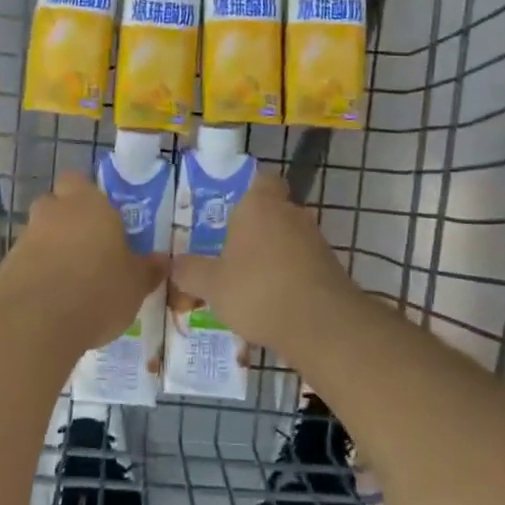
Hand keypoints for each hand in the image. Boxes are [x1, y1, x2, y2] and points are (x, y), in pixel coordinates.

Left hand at [0, 173, 165, 348]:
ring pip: (41, 235)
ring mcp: (25, 239)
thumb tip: (162, 260)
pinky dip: (38, 276)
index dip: (88, 196)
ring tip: (74, 283)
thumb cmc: (97, 290)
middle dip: (69, 222)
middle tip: (90, 249)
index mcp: (87, 203)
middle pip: (56, 205)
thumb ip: (148, 269)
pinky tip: (53, 302)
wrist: (34, 324)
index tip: (103, 219)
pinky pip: (27, 263)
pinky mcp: (5, 268)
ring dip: (53, 251)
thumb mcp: (136, 284)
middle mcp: (52, 212)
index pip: (79, 181)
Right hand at [166, 172, 355, 351]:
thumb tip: (174, 263)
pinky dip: (289, 274)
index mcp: (260, 204)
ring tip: (249, 280)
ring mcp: (315, 239)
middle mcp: (290, 212)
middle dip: (255, 227)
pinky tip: (273, 300)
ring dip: (273, 253)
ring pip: (288, 237)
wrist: (321, 326)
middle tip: (230, 248)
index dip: (249, 189)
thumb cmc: (258, 291)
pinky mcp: (330, 266)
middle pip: (273, 209)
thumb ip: (190, 272)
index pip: (261, 179)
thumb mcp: (212, 285)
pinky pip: (302, 262)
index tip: (230, 208)